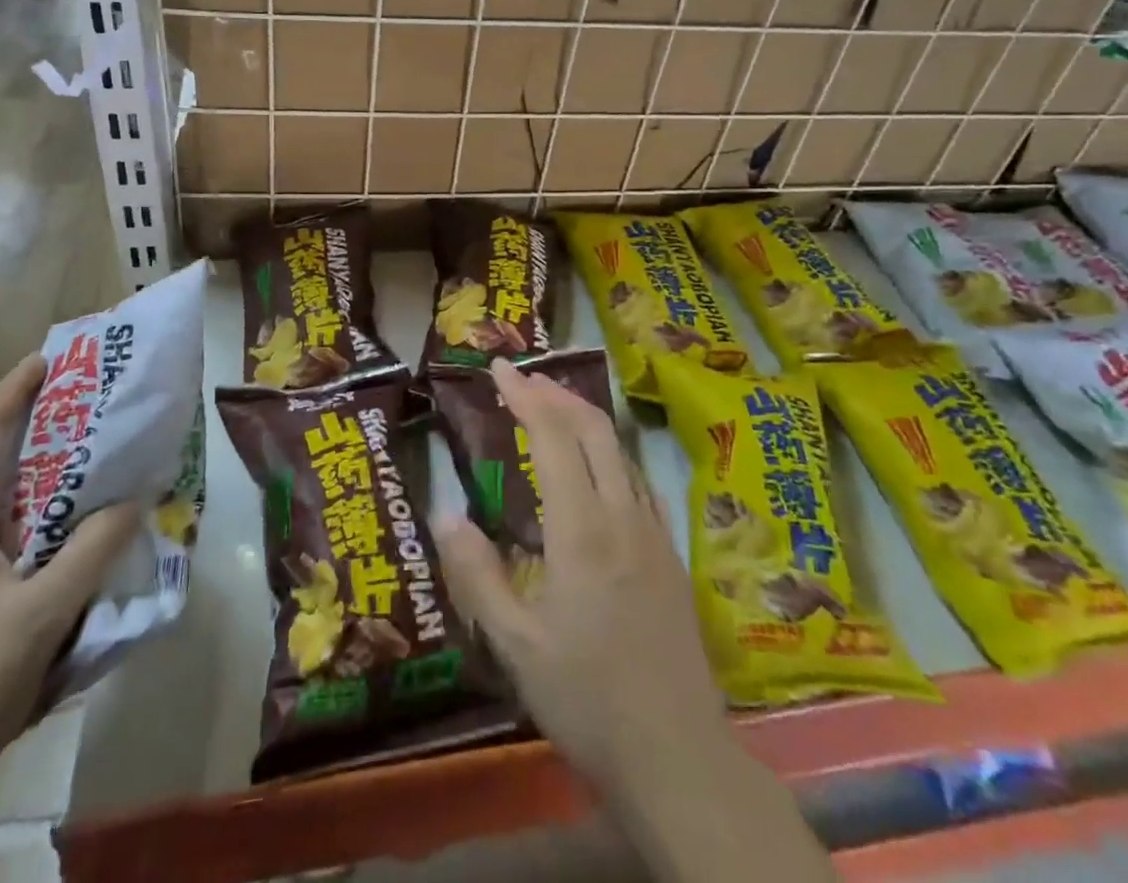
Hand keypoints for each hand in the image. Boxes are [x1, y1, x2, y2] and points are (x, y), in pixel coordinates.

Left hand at [0, 353, 142, 780]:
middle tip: (94, 407)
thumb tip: (135, 498)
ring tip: (94, 462)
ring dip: (41, 473)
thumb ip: (94, 549)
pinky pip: (0, 537)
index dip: (15, 387)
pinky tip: (71, 537)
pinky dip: (38, 516)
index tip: (55, 357)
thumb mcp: (42, 613)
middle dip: (37, 424)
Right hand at [434, 358, 724, 797]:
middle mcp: (623, 516)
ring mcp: (653, 533)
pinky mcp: (671, 555)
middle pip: (593, 430)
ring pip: (620, 451)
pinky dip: (610, 452)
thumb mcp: (516, 646)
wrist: (680, 758)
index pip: (553, 437)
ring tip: (553, 407)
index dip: (525, 396)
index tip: (498, 369)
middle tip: (521, 379)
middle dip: (556, 394)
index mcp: (582, 530)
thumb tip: (447, 513)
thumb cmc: (588, 700)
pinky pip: (638, 480)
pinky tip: (599, 467)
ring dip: (585, 418)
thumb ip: (477, 575)